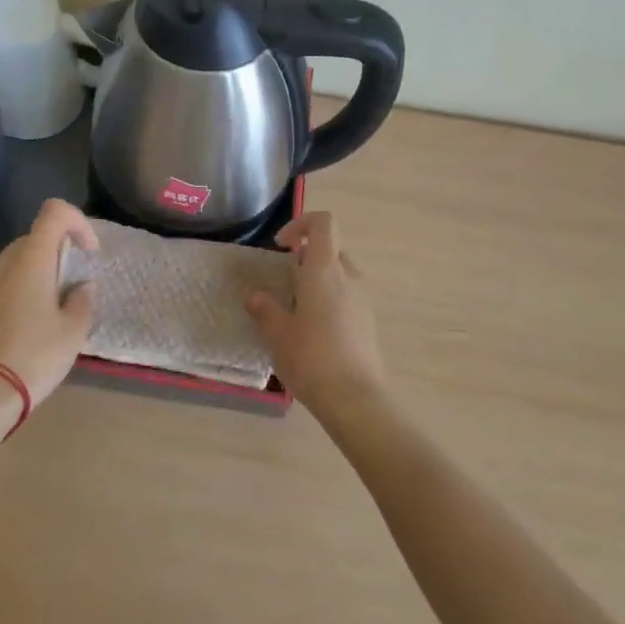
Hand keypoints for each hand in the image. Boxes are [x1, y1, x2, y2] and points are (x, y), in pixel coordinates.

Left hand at [0, 199, 97, 405]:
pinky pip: (4, 285)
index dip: (78, 222)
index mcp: (31, 257)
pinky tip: (30, 326)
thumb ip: (82, 300)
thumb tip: (80, 288)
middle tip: (75, 284)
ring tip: (53, 307)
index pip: (55, 212)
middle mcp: (5, 262)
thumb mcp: (73, 330)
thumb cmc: (35, 355)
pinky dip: (21, 292)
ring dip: (39, 273)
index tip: (89, 252)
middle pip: (36, 237)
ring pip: (18, 262)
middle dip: (59, 252)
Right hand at [246, 211, 386, 420]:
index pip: (323, 223)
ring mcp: (363, 299)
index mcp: (325, 269)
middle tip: (285, 282)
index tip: (281, 246)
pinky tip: (315, 333)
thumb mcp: (278, 334)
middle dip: (306, 257)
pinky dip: (331, 301)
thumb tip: (254, 297)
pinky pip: (348, 297)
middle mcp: (349, 276)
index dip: (301, 223)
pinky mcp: (369, 322)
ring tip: (297, 310)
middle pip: (331, 248)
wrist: (356, 401)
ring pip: (340, 274)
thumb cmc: (312, 358)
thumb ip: (265, 309)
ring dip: (319, 281)